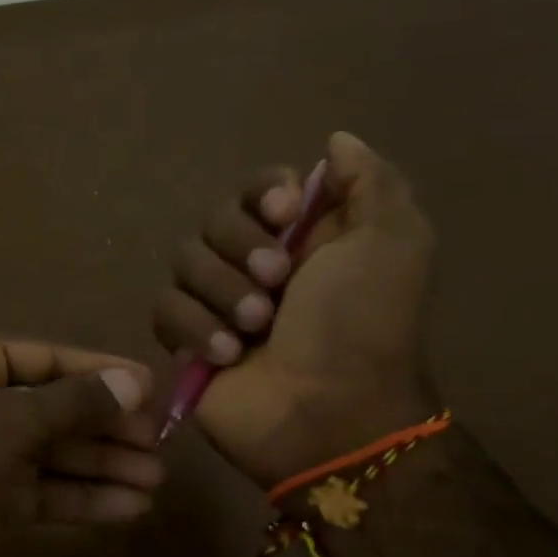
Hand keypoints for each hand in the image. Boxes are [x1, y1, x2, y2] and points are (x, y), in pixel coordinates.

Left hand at [0, 334, 157, 556]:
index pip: (39, 356)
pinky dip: (78, 499)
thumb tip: (134, 380)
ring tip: (155, 480)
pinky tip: (127, 509)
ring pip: (46, 453)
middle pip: (47, 407)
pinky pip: (37, 492)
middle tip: (160, 443)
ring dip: (98, 466)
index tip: (149, 385)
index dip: (95, 369)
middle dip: (103, 427)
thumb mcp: (7, 425)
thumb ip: (73, 403)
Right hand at [152, 132, 436, 487]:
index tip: (285, 212)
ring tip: (255, 328)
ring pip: (184, 262)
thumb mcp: (393, 244)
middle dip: (242, 249)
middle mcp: (256, 263)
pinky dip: (195, 328)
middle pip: (215, 220)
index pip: (259, 187)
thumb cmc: (364, 327)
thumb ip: (371, 182)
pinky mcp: (186, 340)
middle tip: (277, 283)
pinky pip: (164, 309)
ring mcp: (217, 303)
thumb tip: (336, 140)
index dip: (263, 193)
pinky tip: (227, 355)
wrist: (329, 415)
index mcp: (304, 237)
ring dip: (222, 293)